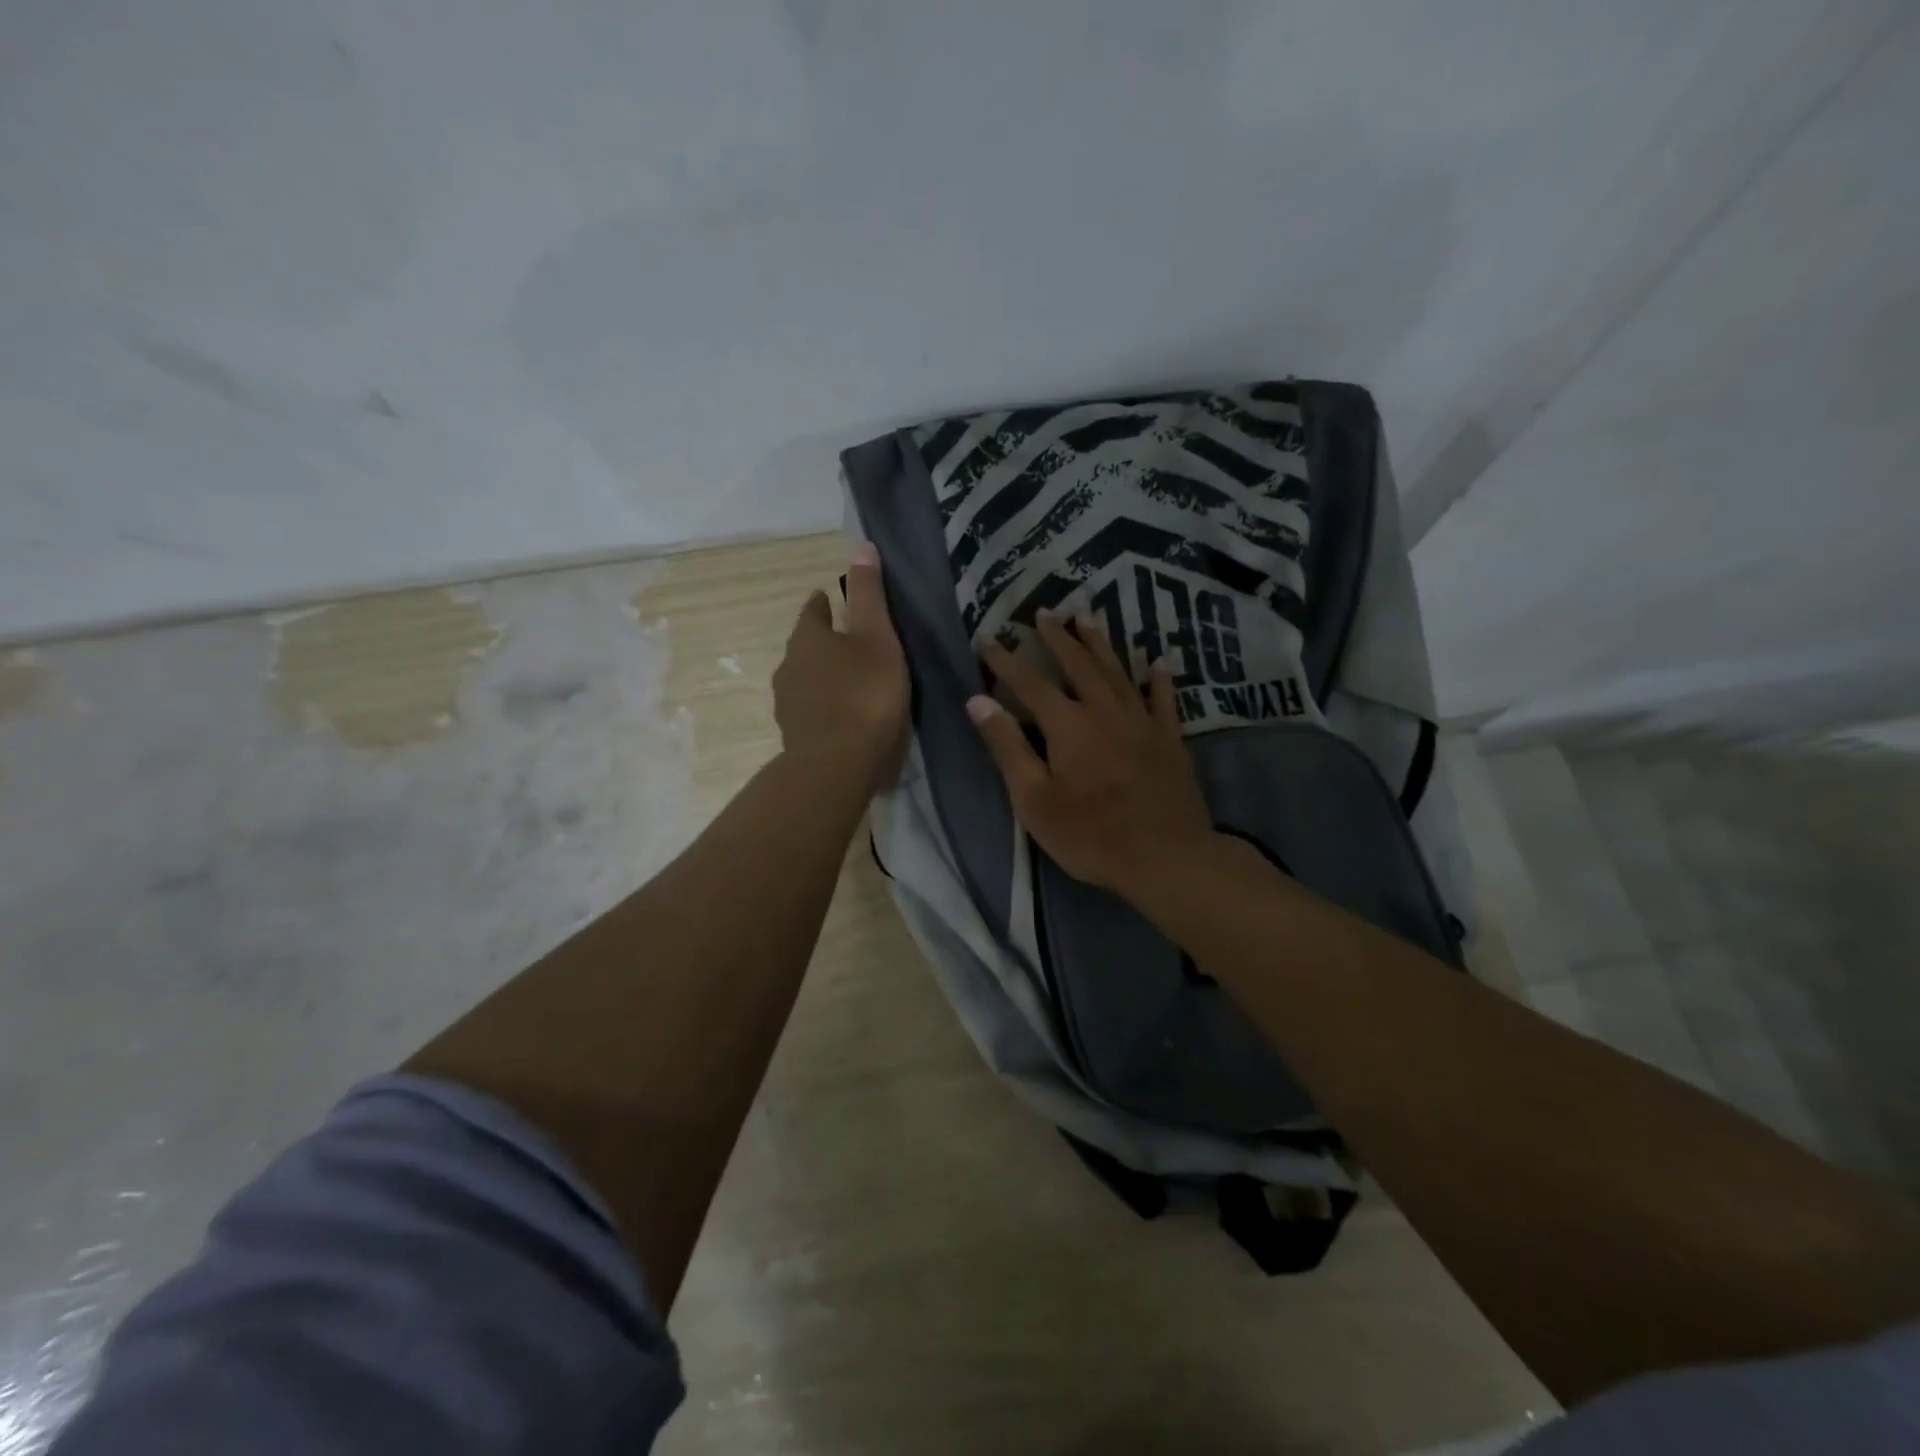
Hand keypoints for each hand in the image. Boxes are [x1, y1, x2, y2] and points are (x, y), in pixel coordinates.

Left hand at [772, 541, 908, 794]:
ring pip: (805, 679)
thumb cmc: (864, 693)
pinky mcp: (794, 735)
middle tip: (850, 643)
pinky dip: (824, 707)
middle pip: (805, 646)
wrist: (837, 764)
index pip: (812, 611)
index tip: (833, 600)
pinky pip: (810, 710)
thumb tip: (860, 544)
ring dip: (823, 677)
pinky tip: (842, 717)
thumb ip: (869, 594)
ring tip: (849, 682)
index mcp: (808, 638)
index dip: (824, 604)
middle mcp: (789, 666)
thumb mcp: (877, 637)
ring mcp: (787, 703)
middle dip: (823, 642)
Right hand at [969, 612, 1214, 898]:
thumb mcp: (1034, 799)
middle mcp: (1104, 711)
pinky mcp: (1169, 739)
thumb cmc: (1090, 834)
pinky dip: (1159, 678)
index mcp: (1068, 725)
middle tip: (1045, 611)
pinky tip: (1158, 661)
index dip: (1005, 659)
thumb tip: (977, 701)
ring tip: (1088, 617)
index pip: (1029, 683)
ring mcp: (1141, 722)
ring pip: (1118, 671)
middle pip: (1078, 664)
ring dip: (1101, 643)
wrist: (1166, 857)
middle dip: (1058, 637)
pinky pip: (1163, 699)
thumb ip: (1007, 747)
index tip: (986, 637)